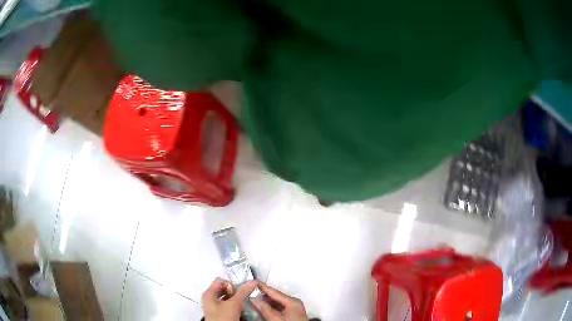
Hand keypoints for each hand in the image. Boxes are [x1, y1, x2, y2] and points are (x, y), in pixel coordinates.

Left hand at [202, 278, 256, 320]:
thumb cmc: (224, 317)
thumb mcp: (234, 304)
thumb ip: (243, 292)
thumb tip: (253, 281)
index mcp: (209, 293)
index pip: (221, 280)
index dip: (232, 284)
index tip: (240, 293)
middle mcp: (209, 298)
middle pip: (224, 289)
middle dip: (235, 293)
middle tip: (241, 300)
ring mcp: (214, 307)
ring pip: (227, 298)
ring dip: (236, 300)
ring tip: (242, 305)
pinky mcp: (218, 314)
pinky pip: (227, 305)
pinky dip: (234, 306)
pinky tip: (240, 311)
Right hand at [251, 283, 307, 320]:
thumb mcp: (276, 319)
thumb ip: (265, 308)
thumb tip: (253, 298)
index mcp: (292, 301)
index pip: (274, 292)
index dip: (263, 287)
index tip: (253, 281)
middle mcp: (294, 303)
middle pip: (276, 297)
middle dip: (263, 295)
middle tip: (251, 291)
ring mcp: (294, 309)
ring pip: (277, 302)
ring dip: (266, 302)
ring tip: (254, 299)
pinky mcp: (292, 315)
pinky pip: (279, 308)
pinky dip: (271, 307)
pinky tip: (263, 308)